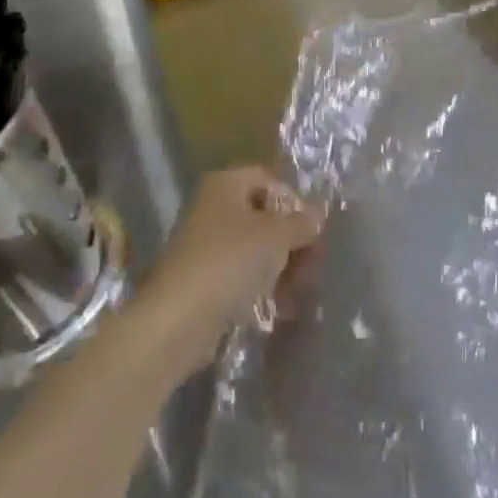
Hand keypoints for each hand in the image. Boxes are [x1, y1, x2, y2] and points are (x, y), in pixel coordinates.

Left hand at [134, 166, 324, 379]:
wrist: (179, 318)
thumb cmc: (231, 260)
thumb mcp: (278, 235)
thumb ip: (303, 222)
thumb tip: (318, 213)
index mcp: (225, 184)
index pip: (268, 179)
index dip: (293, 200)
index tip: (311, 228)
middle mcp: (211, 208)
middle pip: (262, 216)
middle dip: (289, 239)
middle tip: (311, 261)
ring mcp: (204, 246)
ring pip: (253, 248)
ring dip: (279, 266)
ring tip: (298, 289)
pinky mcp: (201, 280)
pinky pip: (239, 275)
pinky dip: (260, 287)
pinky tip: (280, 306)